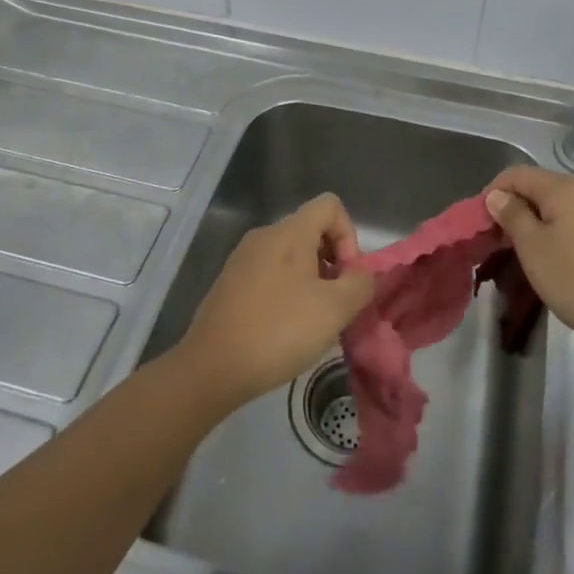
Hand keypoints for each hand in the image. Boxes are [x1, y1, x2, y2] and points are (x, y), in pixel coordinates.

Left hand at [174, 194, 376, 410]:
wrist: (211, 368)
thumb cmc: (279, 331)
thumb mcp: (334, 309)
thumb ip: (360, 284)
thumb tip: (362, 274)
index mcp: (289, 232)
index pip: (330, 206)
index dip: (349, 236)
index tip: (347, 276)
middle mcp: (264, 236)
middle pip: (311, 231)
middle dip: (333, 263)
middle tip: (336, 305)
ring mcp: (243, 260)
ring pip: (291, 256)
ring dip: (312, 282)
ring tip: (314, 322)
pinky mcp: (230, 284)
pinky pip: (271, 275)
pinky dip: (288, 293)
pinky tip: (286, 330)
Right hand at [484, 169, 573, 359]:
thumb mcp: (535, 250)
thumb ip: (513, 216)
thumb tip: (498, 195)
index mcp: (565, 187)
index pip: (517, 174)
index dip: (493, 192)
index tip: (480, 224)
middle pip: (542, 187)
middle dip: (517, 209)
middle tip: (502, 244)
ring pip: (564, 206)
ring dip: (541, 222)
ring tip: (530, 255)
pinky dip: (565, 232)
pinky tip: (564, 261)